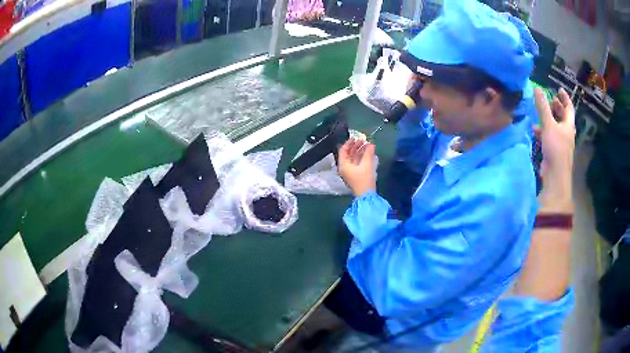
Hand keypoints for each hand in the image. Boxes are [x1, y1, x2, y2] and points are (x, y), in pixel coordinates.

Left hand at [338, 138, 376, 196]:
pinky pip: (356, 163)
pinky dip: (361, 157)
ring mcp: (350, 172)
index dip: (349, 143)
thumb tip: (371, 144)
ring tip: (368, 145)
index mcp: (343, 165)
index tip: (355, 137)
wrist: (366, 195)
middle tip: (363, 140)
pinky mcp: (355, 175)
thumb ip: (368, 153)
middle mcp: (344, 167)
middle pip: (348, 154)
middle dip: (356, 146)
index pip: (343, 150)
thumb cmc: (364, 180)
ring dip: (359, 151)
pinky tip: (368, 153)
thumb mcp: (366, 164)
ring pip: (353, 158)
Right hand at [534, 88, 575, 213]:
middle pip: (563, 117)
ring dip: (549, 119)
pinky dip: (544, 131)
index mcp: (568, 125)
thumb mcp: (548, 125)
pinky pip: (550, 136)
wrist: (555, 176)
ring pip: (556, 127)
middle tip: (551, 100)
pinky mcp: (555, 151)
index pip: (569, 108)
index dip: (565, 97)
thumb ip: (543, 107)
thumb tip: (537, 88)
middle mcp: (567, 133)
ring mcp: (561, 143)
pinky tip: (535, 131)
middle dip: (557, 107)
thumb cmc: (555, 148)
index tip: (559, 89)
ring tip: (541, 113)